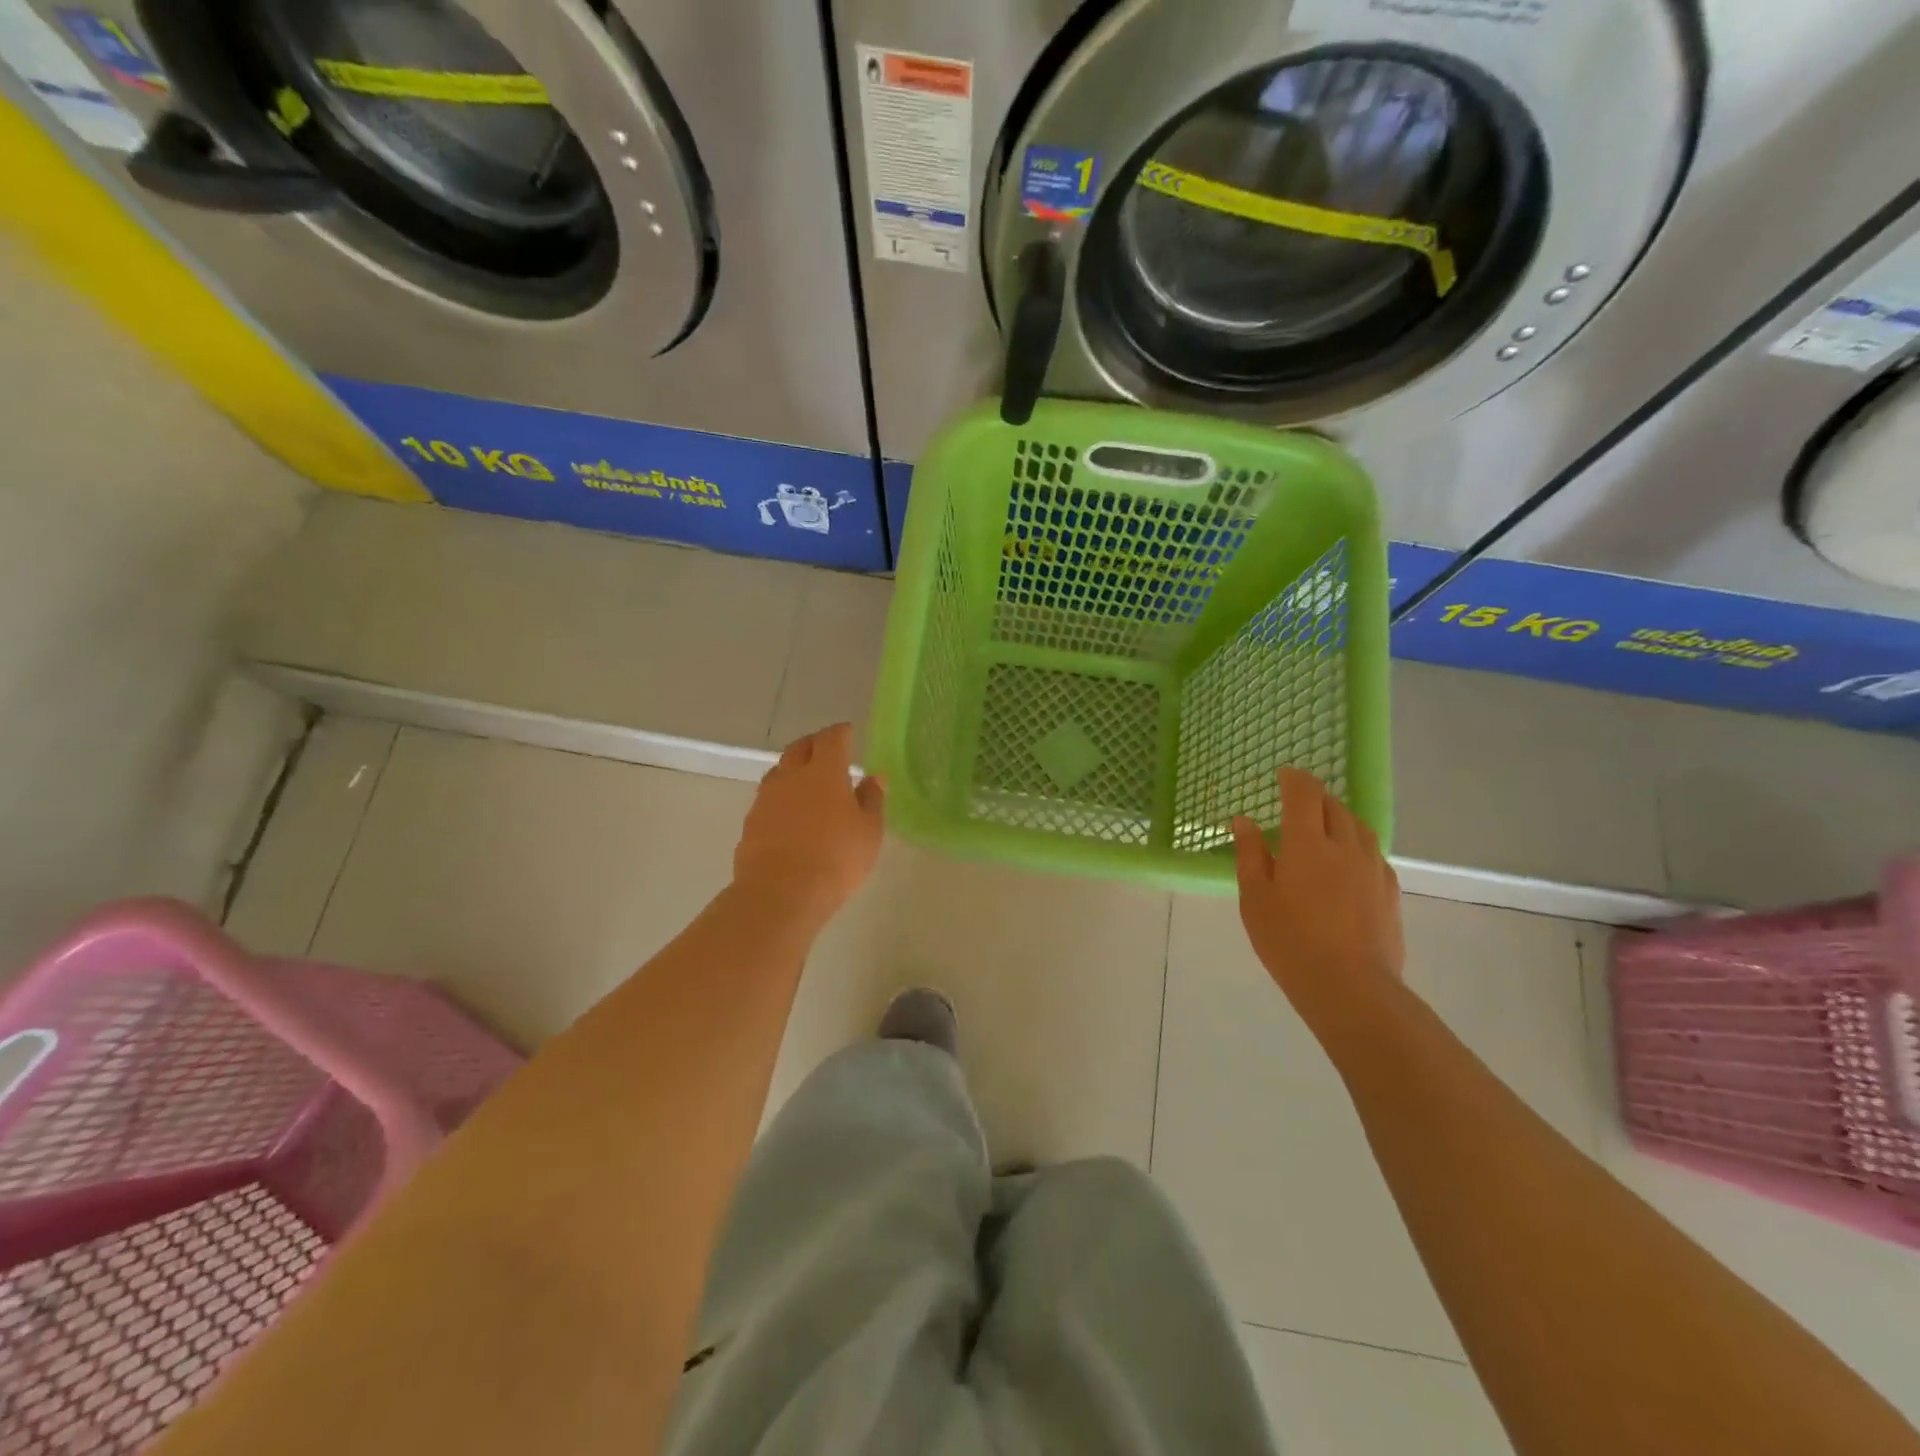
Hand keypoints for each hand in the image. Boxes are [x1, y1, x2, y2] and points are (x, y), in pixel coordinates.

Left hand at [734, 723, 884, 925]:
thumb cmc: (836, 858)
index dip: (841, 733)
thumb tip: (874, 777)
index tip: (849, 732)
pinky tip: (790, 812)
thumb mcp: (869, 831)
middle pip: (800, 748)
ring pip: (780, 771)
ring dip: (794, 769)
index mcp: (824, 772)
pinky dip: (781, 797)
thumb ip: (872, 800)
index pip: (832, 739)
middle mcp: (791, 776)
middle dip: (815, 744)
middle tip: (827, 750)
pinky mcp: (751, 822)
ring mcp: (766, 798)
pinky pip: (768, 798)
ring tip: (807, 781)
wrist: (780, 893)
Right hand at [1233, 768, 1403, 1032]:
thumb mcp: (1255, 898)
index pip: (1304, 794)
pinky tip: (1346, 864)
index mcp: (1307, 843)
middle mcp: (1345, 845)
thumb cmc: (1289, 941)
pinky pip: (1372, 852)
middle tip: (1296, 803)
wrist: (1351, 988)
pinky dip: (1355, 844)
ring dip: (1338, 818)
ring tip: (1322, 829)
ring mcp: (1373, 868)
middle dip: (1315, 797)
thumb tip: (1244, 820)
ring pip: (1358, 827)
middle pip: (1334, 806)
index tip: (1284, 774)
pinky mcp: (1390, 891)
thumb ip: (1250, 854)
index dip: (1294, 779)